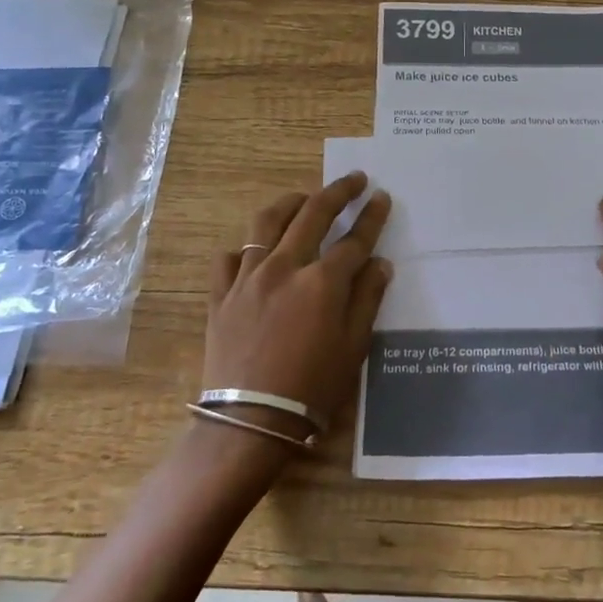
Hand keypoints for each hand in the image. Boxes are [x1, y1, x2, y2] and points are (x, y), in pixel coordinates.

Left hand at [201, 174, 392, 450]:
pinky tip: (255, 252)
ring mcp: (248, 277)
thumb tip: (380, 263)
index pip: (355, 238)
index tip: (381, 197)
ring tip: (304, 198)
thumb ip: (367, 299)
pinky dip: (246, 248)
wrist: (249, 422)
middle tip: (354, 179)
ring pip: (267, 222)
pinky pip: (230, 258)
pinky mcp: (221, 295)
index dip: (372, 216)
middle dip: (338, 191)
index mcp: (323, 281)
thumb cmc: (312, 388)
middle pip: (314, 214)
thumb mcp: (353, 347)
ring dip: (290, 203)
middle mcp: (285, 267)